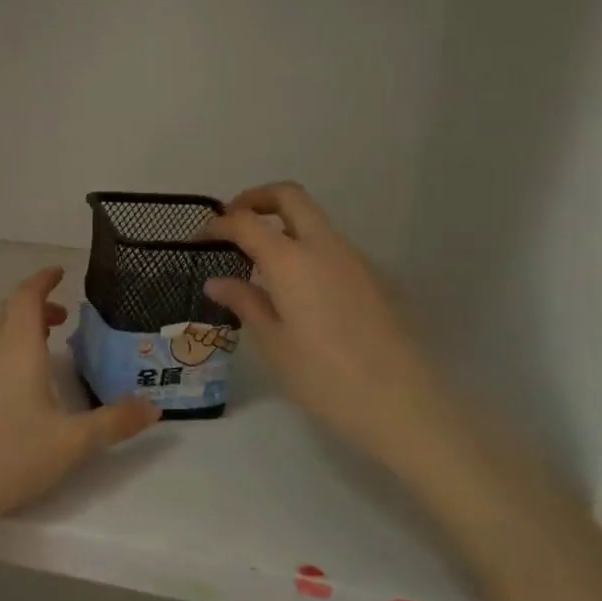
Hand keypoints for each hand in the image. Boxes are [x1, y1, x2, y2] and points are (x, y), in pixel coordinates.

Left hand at [0, 267, 159, 518]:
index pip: (27, 295)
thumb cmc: (12, 454)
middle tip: (61, 320)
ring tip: (39, 354)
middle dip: (35, 308)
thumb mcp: (72, 443)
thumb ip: (114, 422)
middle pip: (8, 312)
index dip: (43, 280)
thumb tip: (154, 408)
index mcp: (16, 346)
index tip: (58, 273)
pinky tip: (7, 389)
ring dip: (15, 333)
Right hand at [204, 182, 434, 457]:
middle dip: (256, 199)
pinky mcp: (372, 277)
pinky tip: (294, 287)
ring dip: (283, 224)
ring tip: (258, 261)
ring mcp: (354, 259)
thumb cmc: (324, 377)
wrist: (402, 403)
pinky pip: (330, 247)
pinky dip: (304, 248)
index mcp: (292, 260)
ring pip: (314, 220)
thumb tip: (217, 281)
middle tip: (232, 223)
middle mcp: (324, 246)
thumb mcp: (273, 343)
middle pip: (289, 196)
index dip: (218, 225)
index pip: (246, 222)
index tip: (199, 239)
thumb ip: (245, 303)